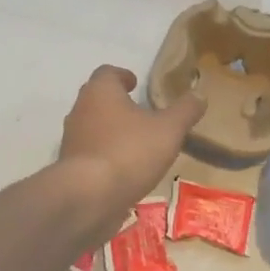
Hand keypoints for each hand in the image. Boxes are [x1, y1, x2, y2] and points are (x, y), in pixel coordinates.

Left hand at [57, 65, 203, 240]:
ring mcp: (71, 140)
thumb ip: (185, 111)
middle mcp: (80, 110)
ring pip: (92, 127)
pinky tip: (123, 170)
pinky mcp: (70, 167)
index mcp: (100, 92)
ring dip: (111, 131)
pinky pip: (90, 154)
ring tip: (135, 143)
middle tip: (139, 111)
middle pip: (97, 99)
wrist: (89, 197)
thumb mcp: (168, 130)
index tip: (136, 83)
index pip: (108, 73)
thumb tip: (199, 95)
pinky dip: (105, 156)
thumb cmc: (129, 152)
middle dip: (117, 103)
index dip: (123, 76)